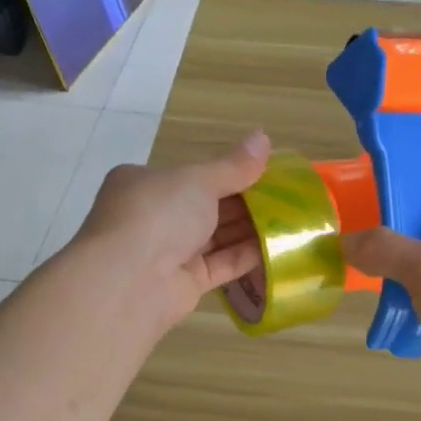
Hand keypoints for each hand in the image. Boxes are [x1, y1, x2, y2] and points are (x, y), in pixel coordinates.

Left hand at [75, 131, 270, 333]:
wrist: (129, 281)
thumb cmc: (158, 214)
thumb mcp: (198, 180)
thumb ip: (234, 166)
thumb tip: (263, 137)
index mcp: (144, 183)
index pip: (190, 175)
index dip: (227, 173)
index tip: (265, 172)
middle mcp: (153, 216)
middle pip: (205, 207)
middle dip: (244, 202)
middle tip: (287, 197)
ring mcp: (167, 252)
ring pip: (214, 237)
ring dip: (249, 229)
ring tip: (291, 220)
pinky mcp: (184, 283)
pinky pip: (220, 265)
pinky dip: (246, 256)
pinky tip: (278, 248)